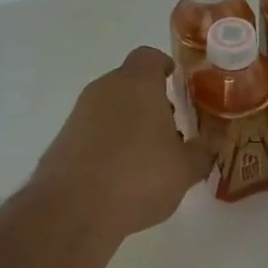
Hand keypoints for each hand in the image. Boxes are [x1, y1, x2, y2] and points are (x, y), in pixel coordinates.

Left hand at [33, 48, 212, 248]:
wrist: (72, 210)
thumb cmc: (138, 176)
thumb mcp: (184, 170)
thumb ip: (200, 154)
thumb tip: (204, 148)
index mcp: (137, 83)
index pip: (150, 57)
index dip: (165, 67)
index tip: (177, 84)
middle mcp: (104, 89)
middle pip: (130, 83)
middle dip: (150, 102)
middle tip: (171, 131)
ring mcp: (79, 114)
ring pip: (111, 108)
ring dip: (129, 125)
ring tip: (148, 160)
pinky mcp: (63, 140)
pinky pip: (93, 132)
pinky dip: (108, 145)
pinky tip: (120, 177)